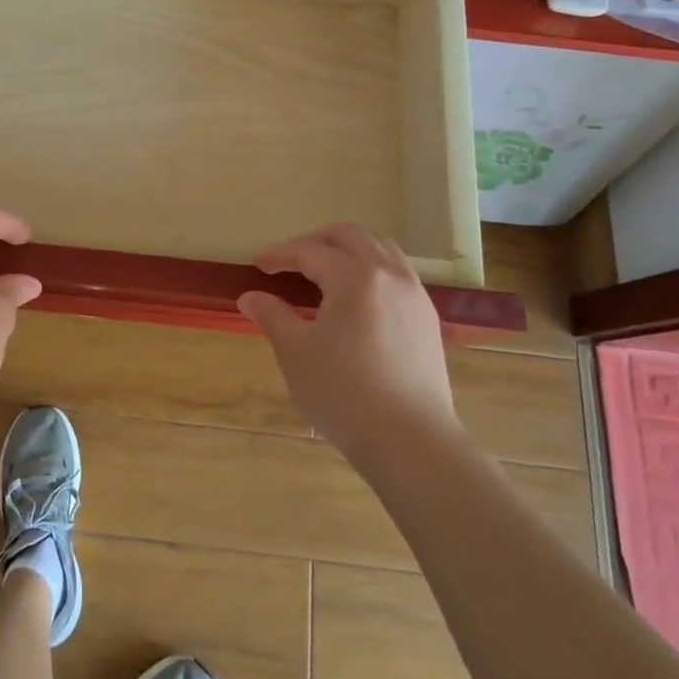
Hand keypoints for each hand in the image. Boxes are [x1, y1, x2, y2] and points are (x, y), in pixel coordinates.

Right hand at [237, 223, 458, 455]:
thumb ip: (272, 316)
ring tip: (324, 271)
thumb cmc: (344, 395)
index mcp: (354, 277)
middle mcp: (389, 274)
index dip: (279, 254)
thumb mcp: (296, 353)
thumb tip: (250, 298)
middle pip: (350, 236)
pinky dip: (371, 270)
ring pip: (381, 249)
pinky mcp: (428, 318)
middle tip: (290, 259)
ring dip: (348, 250)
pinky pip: (398, 273)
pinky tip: (357, 299)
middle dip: (315, 240)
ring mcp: (414, 295)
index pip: (309, 251)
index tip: (257, 264)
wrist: (411, 442)